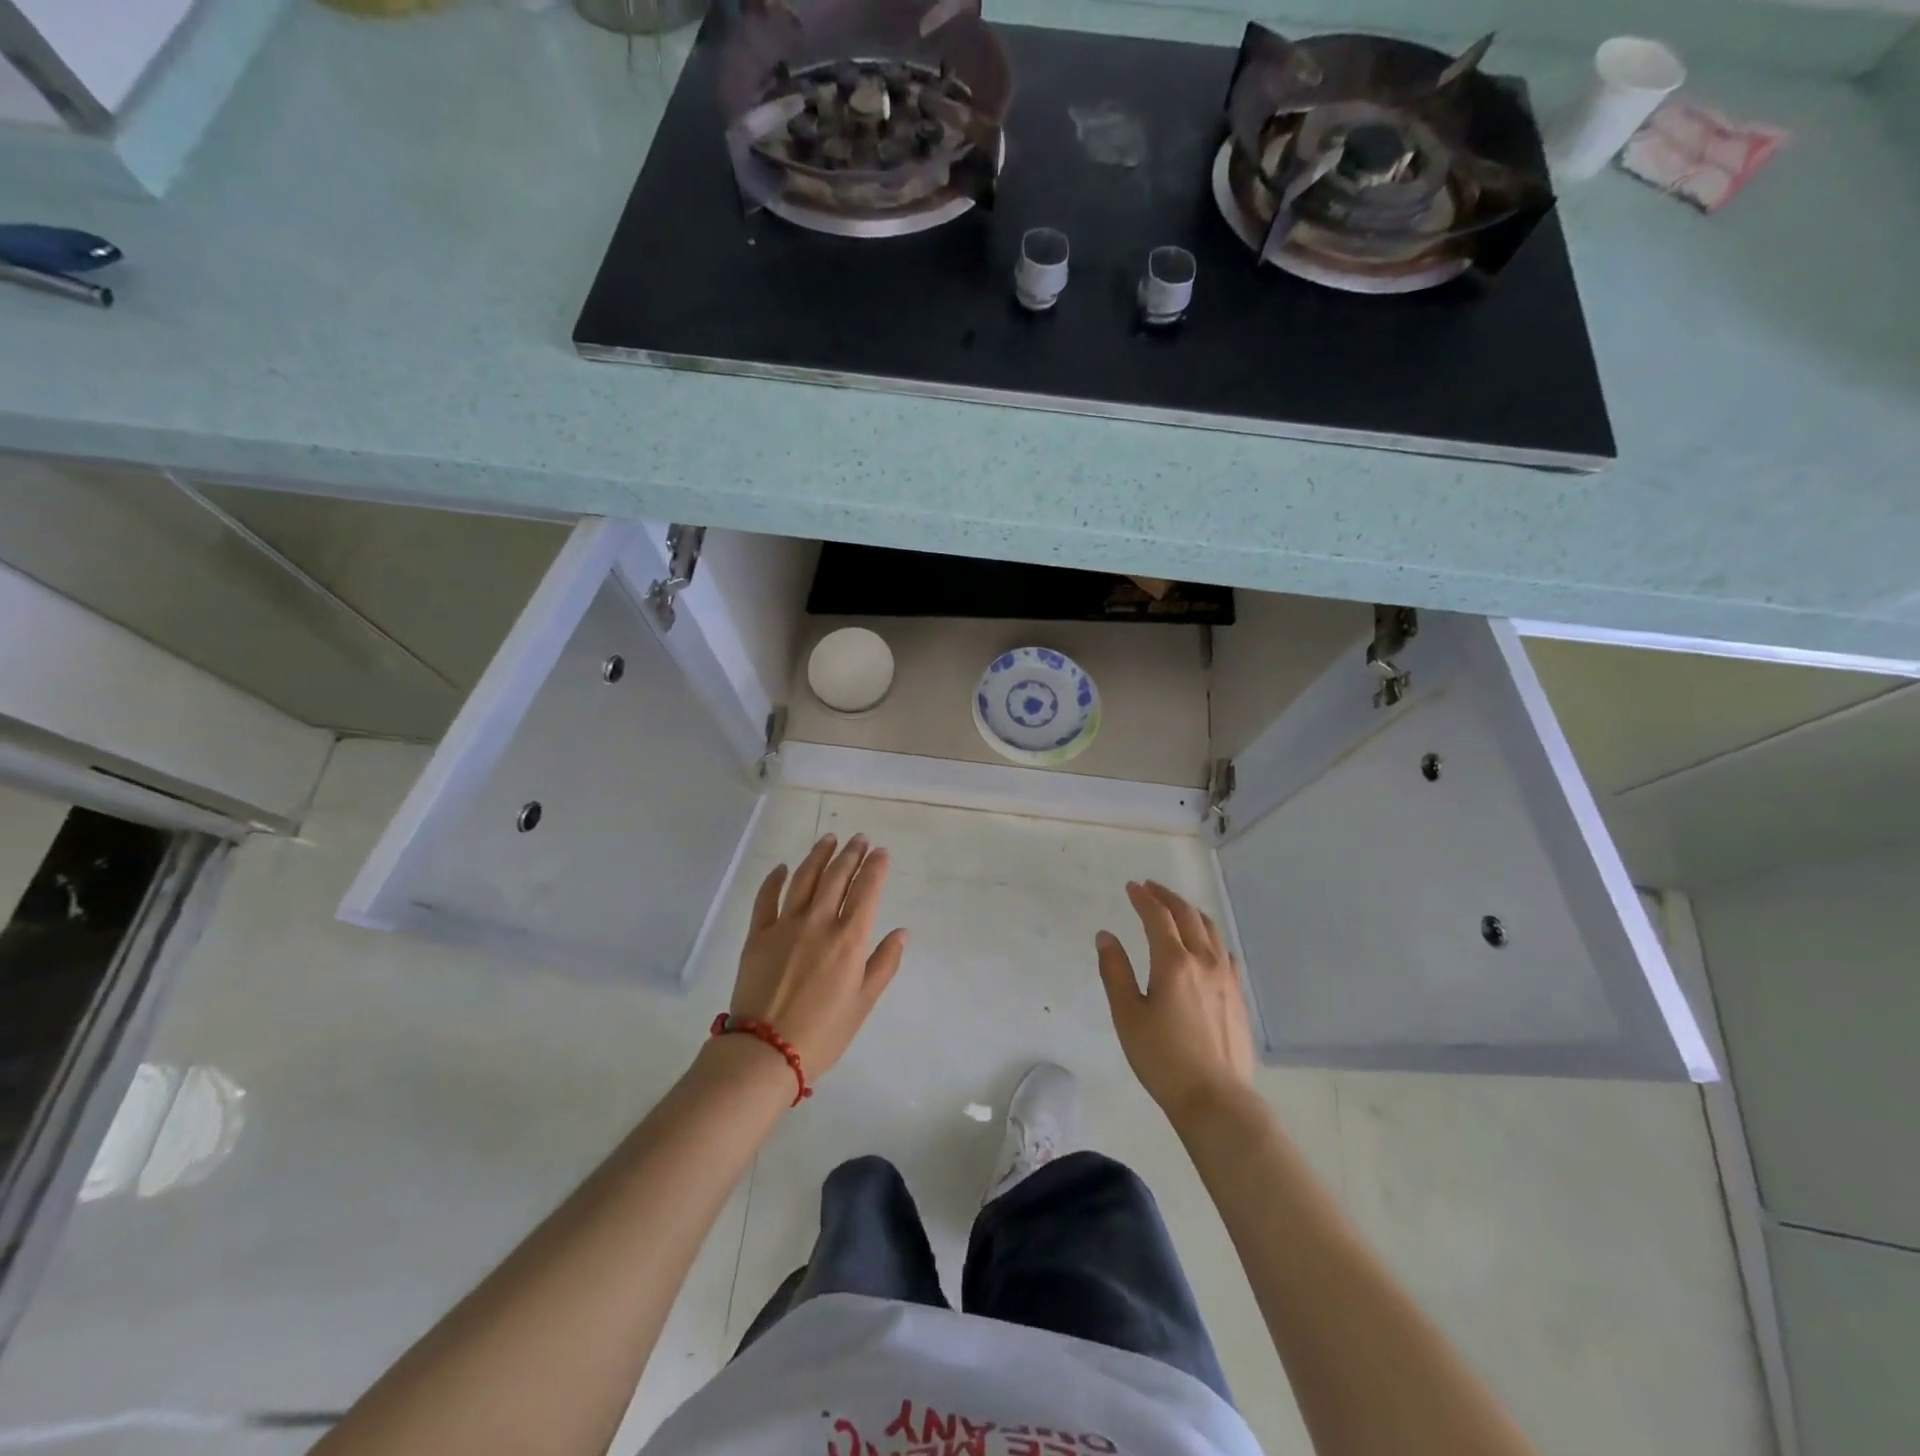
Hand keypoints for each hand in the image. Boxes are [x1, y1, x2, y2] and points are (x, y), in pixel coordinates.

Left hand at [727, 834, 907, 1079]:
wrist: (766, 1051)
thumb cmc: (824, 1032)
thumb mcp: (864, 1002)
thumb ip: (884, 963)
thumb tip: (901, 932)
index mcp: (849, 938)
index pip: (867, 890)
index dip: (875, 867)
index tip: (880, 851)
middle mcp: (819, 922)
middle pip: (836, 877)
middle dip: (851, 854)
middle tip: (859, 839)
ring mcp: (785, 925)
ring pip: (804, 878)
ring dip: (819, 855)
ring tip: (829, 839)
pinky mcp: (757, 935)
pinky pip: (766, 898)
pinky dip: (775, 879)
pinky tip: (783, 868)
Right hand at [1096, 881, 1254, 1124]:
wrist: (1216, 1099)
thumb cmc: (1163, 1058)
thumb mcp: (1127, 1015)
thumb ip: (1115, 971)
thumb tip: (1105, 936)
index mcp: (1173, 962)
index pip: (1158, 917)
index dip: (1144, 898)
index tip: (1132, 886)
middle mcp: (1204, 961)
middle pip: (1188, 916)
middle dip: (1167, 897)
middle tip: (1151, 888)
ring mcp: (1226, 978)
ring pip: (1211, 930)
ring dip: (1191, 912)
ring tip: (1177, 908)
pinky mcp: (1238, 996)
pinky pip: (1226, 952)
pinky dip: (1211, 937)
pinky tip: (1207, 945)